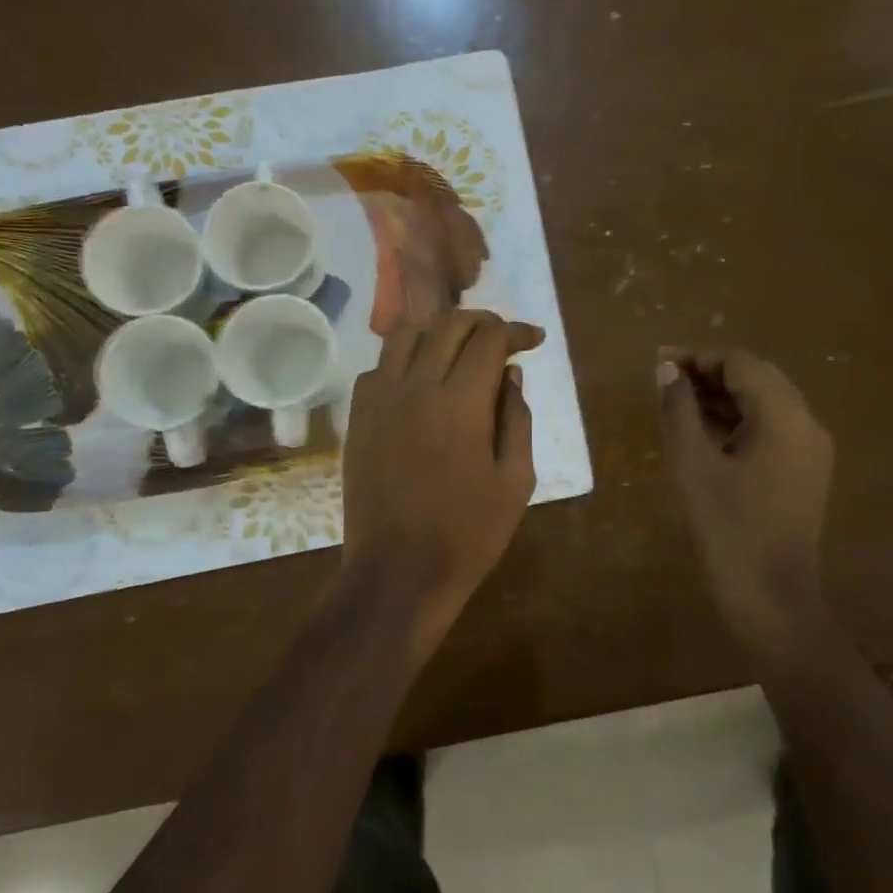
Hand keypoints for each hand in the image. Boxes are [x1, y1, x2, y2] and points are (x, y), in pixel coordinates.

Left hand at [341, 310, 542, 653]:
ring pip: (405, 334)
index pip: (489, 339)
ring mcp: (379, 400)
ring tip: (459, 351)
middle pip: (448, 325)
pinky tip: (420, 383)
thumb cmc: (468, 534)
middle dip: (482, 322)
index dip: (516, 331)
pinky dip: (403, 360)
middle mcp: (415, 387)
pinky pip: (378, 367)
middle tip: (502, 338)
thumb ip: (517, 419)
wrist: (398, 571)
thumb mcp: (515, 481)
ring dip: (438, 332)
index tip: (534, 339)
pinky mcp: (358, 417)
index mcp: (461, 403)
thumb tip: (511, 374)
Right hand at [657, 348, 833, 657]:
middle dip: (710, 374)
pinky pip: (771, 430)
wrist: (772, 599)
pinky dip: (738, 422)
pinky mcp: (804, 473)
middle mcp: (807, 425)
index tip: (659, 363)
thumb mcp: (693, 466)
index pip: (741, 364)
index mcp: (785, 417)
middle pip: (757, 378)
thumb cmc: (728, 530)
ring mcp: (810, 451)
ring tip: (677, 404)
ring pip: (765, 404)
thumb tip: (667, 370)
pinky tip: (704, 433)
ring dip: (723, 397)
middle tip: (665, 380)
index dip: (699, 357)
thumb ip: (679, 411)